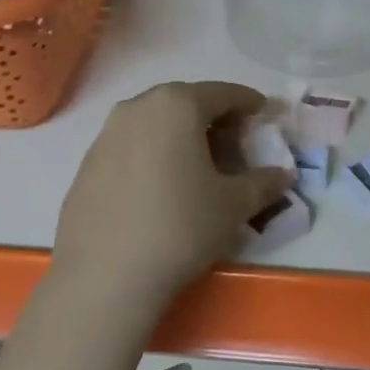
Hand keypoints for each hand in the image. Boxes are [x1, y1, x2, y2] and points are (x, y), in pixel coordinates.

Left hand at [53, 80, 291, 307]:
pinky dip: (153, 156)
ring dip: (180, 137)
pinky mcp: (86, 165)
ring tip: (197, 167)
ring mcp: (105, 135)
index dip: (248, 103)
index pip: (222, 93)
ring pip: (154, 124)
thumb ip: (264, 182)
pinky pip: (130, 148)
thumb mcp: (234, 205)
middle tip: (233, 146)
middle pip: (185, 103)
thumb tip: (283, 175)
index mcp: (177, 105)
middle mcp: (137, 108)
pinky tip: (161, 189)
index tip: (263, 115)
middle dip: (213, 119)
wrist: (105, 276)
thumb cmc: (181, 227)